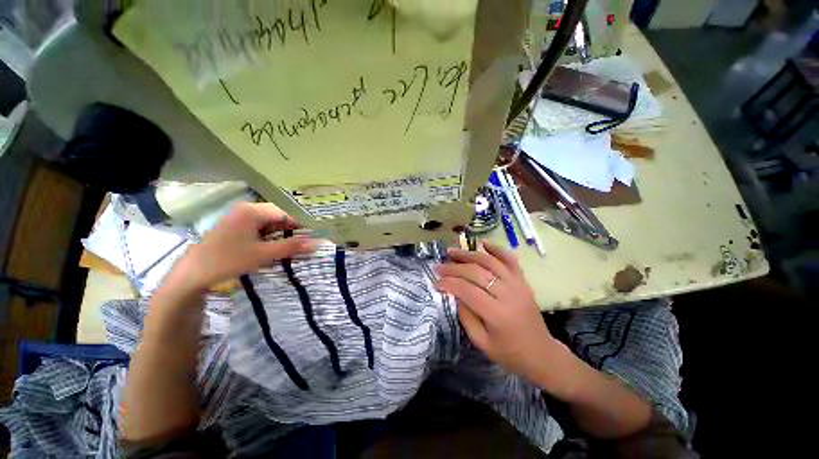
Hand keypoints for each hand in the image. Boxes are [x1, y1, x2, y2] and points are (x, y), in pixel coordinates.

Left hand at [173, 202, 317, 291]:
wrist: (193, 274)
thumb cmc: (228, 260)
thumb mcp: (263, 254)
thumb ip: (292, 247)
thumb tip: (318, 243)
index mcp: (253, 211)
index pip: (287, 213)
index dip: (303, 224)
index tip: (316, 235)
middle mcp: (248, 209)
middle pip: (279, 216)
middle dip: (294, 229)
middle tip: (308, 242)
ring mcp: (241, 217)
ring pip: (272, 222)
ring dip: (284, 233)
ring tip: (298, 245)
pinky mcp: (238, 226)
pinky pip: (262, 227)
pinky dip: (273, 236)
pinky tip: (279, 246)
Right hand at [434, 241, 558, 384]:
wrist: (541, 353)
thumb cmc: (508, 352)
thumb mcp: (481, 342)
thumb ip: (465, 315)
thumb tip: (454, 292)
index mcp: (496, 314)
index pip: (466, 290)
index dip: (448, 283)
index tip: (435, 282)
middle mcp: (508, 294)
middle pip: (476, 272)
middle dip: (453, 267)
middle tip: (439, 266)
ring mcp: (517, 284)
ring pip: (489, 261)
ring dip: (469, 254)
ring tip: (452, 251)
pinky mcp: (523, 280)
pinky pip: (510, 260)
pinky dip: (497, 249)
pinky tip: (483, 243)